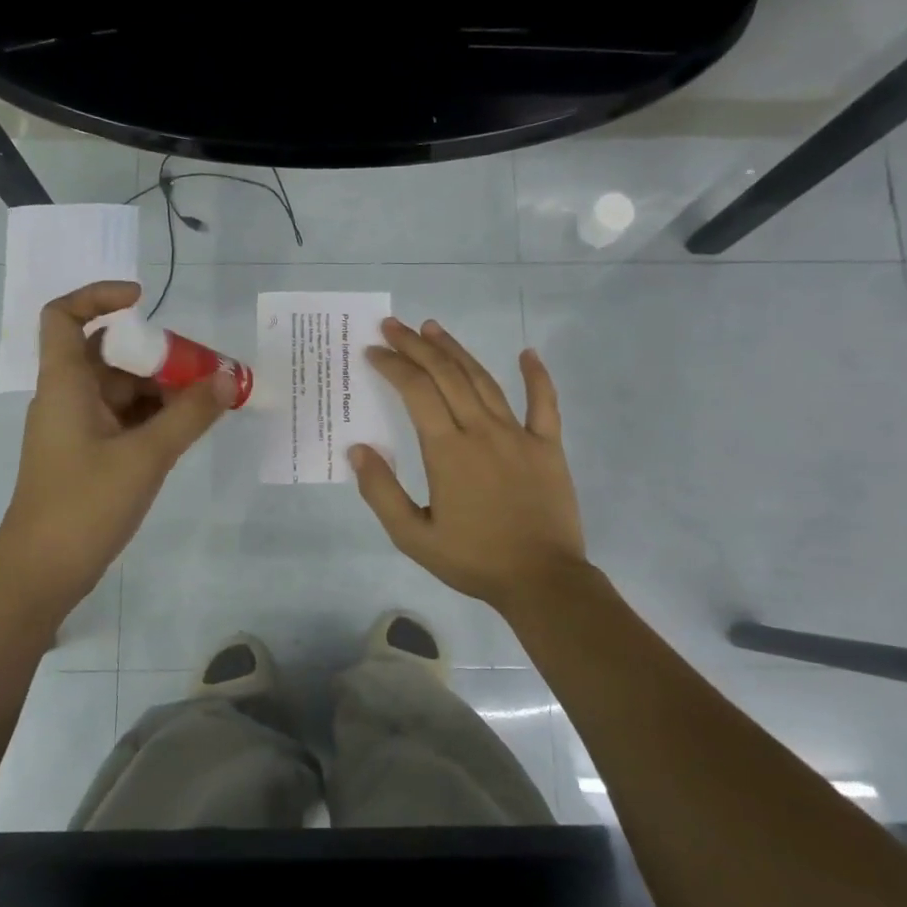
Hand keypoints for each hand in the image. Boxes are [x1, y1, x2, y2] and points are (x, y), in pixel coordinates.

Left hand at [0, 281, 235, 614]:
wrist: (41, 574)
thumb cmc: (84, 505)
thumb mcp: (146, 456)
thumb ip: (190, 415)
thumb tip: (230, 377)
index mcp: (65, 385)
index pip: (64, 317)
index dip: (98, 296)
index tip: (144, 300)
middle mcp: (67, 398)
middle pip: (108, 354)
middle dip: (156, 354)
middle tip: (204, 367)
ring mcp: (78, 429)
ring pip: (121, 390)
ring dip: (161, 389)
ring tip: (209, 401)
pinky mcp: (89, 456)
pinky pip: (124, 420)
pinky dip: (154, 417)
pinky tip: (188, 428)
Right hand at [351, 317, 589, 609]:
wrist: (542, 580)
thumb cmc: (474, 560)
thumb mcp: (413, 537)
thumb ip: (381, 492)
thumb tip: (358, 449)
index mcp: (447, 450)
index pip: (415, 391)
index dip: (392, 365)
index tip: (373, 351)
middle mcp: (481, 430)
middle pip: (446, 374)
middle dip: (416, 346)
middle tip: (394, 326)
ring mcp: (518, 434)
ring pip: (484, 380)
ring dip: (456, 351)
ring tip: (434, 329)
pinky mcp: (548, 446)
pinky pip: (544, 402)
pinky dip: (536, 375)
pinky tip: (527, 352)